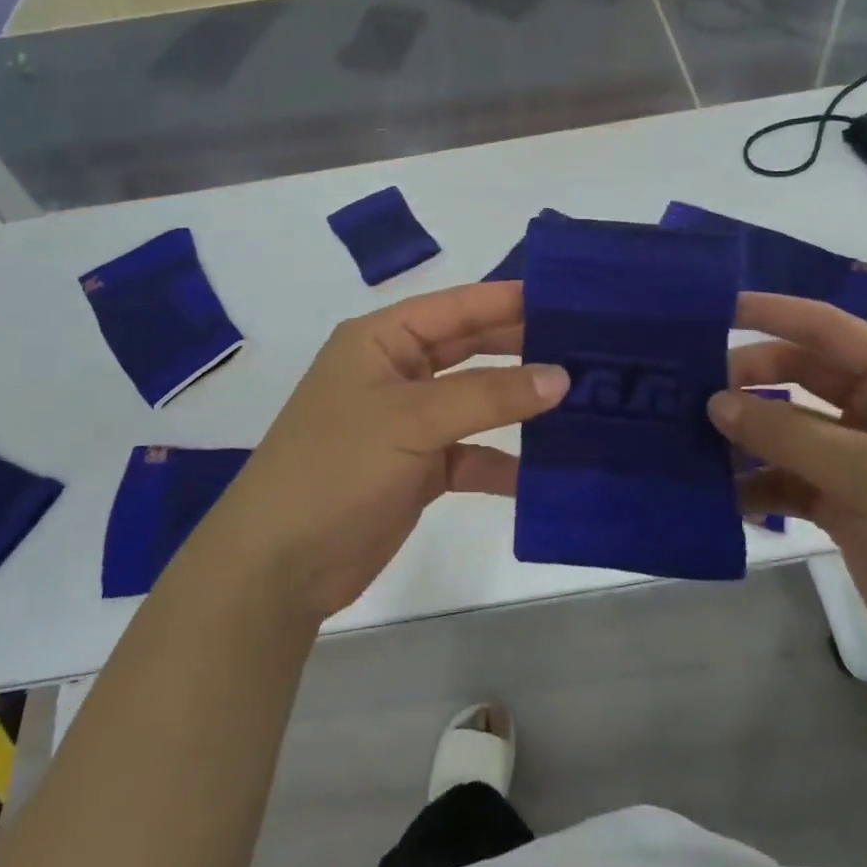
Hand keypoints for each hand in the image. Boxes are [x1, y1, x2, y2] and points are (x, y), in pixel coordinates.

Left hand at [200, 281, 566, 624]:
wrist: (278, 566)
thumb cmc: (337, 467)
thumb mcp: (412, 420)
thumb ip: (488, 395)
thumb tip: (561, 377)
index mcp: (382, 339)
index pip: (457, 306)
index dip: (510, 300)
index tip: (572, 299)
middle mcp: (396, 371)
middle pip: (470, 349)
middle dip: (523, 349)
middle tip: (589, 348)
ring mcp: (407, 421)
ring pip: (476, 402)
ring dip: (518, 405)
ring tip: (581, 402)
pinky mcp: (417, 469)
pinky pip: (470, 454)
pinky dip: (501, 461)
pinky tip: (542, 472)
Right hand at [712, 295, 866, 695]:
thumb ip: (787, 433)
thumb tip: (714, 402)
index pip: (827, 328)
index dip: (770, 312)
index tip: (708, 311)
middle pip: (799, 374)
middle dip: (746, 379)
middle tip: (687, 391)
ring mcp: (862, 461)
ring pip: (787, 428)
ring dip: (744, 434)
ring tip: (688, 441)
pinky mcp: (847, 504)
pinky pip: (788, 477)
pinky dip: (756, 483)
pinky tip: (719, 496)